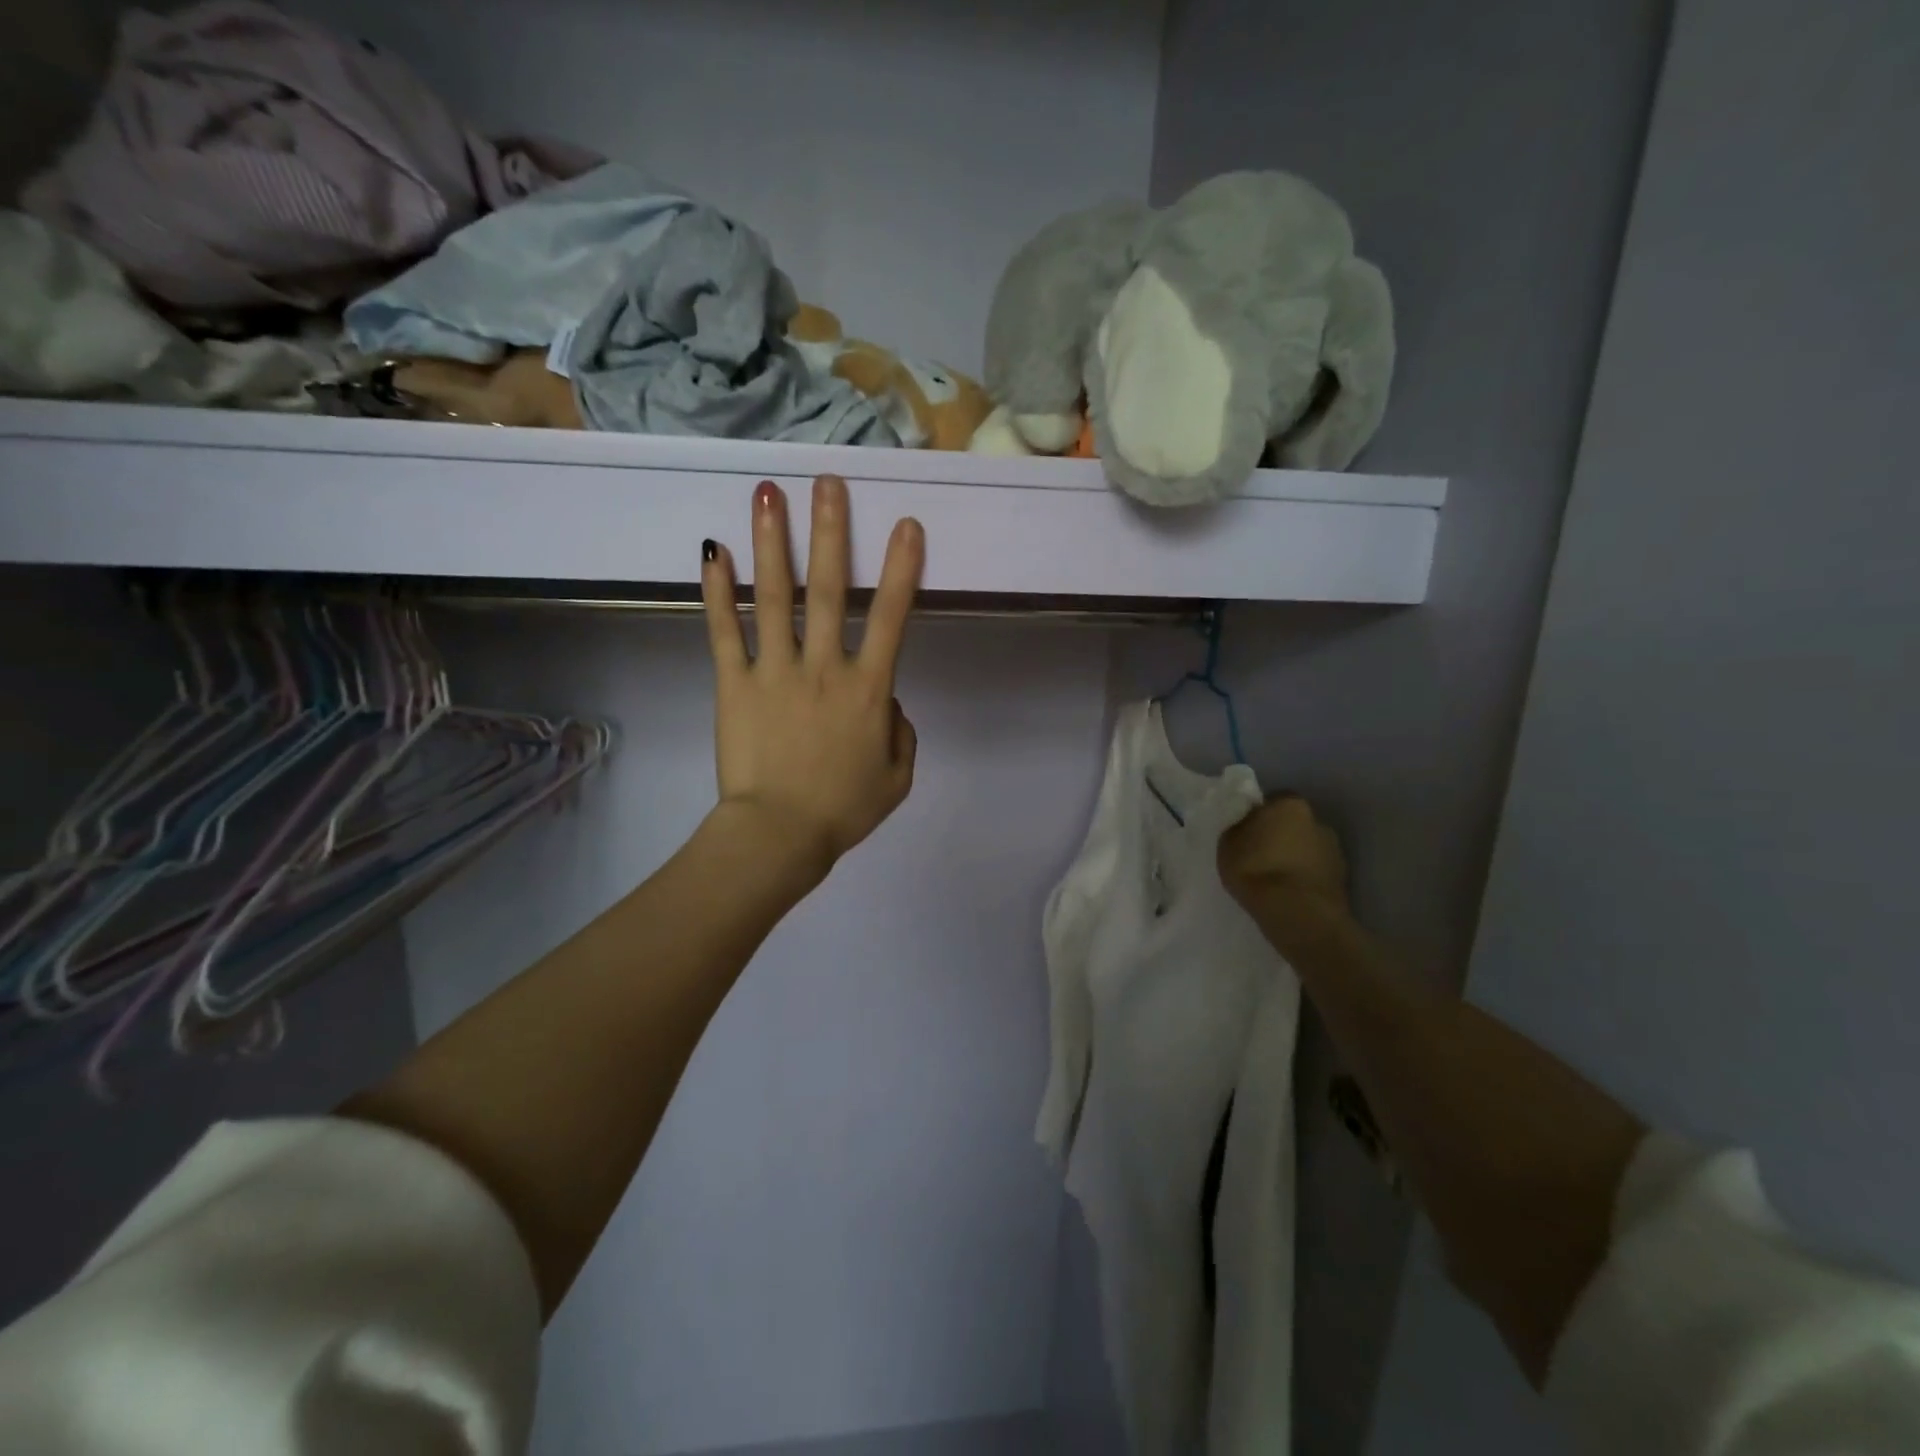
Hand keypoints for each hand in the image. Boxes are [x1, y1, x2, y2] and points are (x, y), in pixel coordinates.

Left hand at [701, 475, 923, 879]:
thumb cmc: (843, 810)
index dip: (902, 570)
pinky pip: (725, 631)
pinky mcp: (734, 684)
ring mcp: (775, 671)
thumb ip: (901, 732)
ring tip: (768, 494)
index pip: (893, 619)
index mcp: (868, 690)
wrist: (779, 837)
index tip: (906, 525)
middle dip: (832, 532)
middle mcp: (824, 667)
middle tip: (828, 482)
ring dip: (774, 542)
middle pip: (831, 590)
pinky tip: (712, 551)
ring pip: (776, 597)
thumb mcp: (897, 777)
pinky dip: (717, 591)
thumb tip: (887, 702)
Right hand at [1218, 796, 1351, 935]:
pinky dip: (1304, 878)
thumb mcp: (1227, 843)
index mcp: (1290, 803)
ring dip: (1293, 858)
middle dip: (1278, 836)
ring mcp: (1334, 849)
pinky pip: (1315, 872)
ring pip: (1306, 848)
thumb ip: (1238, 828)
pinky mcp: (1342, 878)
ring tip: (1274, 880)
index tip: (1245, 835)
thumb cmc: (1256, 869)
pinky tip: (1288, 894)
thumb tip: (1246, 825)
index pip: (1271, 802)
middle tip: (1258, 856)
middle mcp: (1318, 819)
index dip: (1257, 817)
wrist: (1298, 913)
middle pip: (1292, 824)